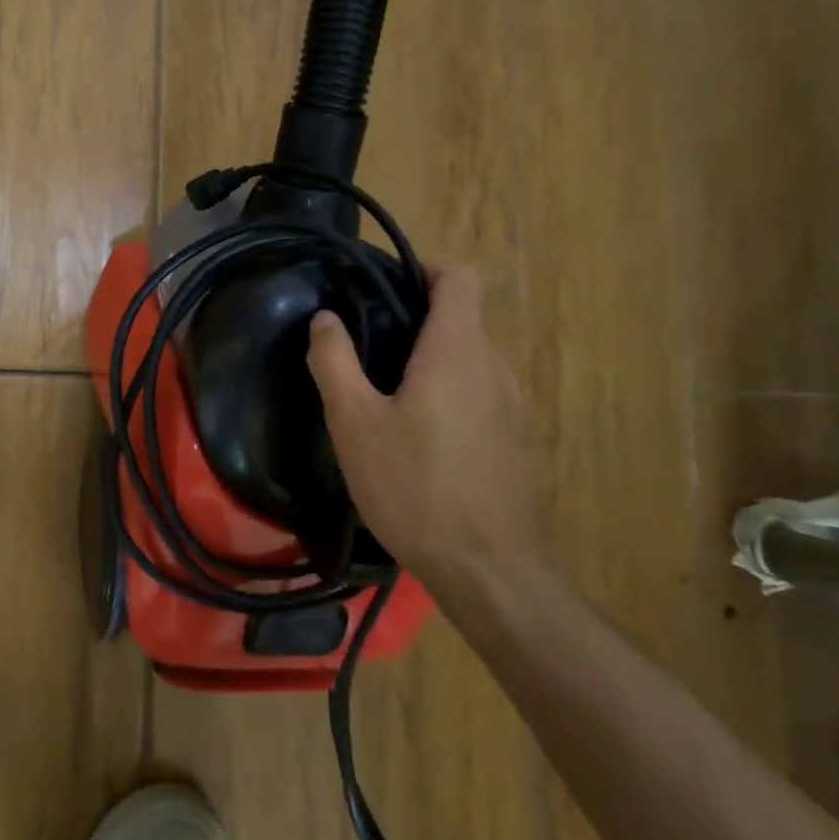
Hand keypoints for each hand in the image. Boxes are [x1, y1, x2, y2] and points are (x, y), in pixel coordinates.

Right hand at [306, 265, 543, 586]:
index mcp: (457, 350)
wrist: (489, 570)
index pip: (461, 278)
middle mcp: (494, 367)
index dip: (424, 269)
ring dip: (429, 361)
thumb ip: (334, 361)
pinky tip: (414, 436)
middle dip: (414, 321)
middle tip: (363, 348)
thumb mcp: (354, 421)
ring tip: (382, 393)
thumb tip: (325, 318)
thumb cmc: (414, 485)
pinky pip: (478, 393)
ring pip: (469, 359)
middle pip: (461, 318)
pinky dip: (446, 393)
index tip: (382, 288)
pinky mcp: (513, 440)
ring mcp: (511, 406)